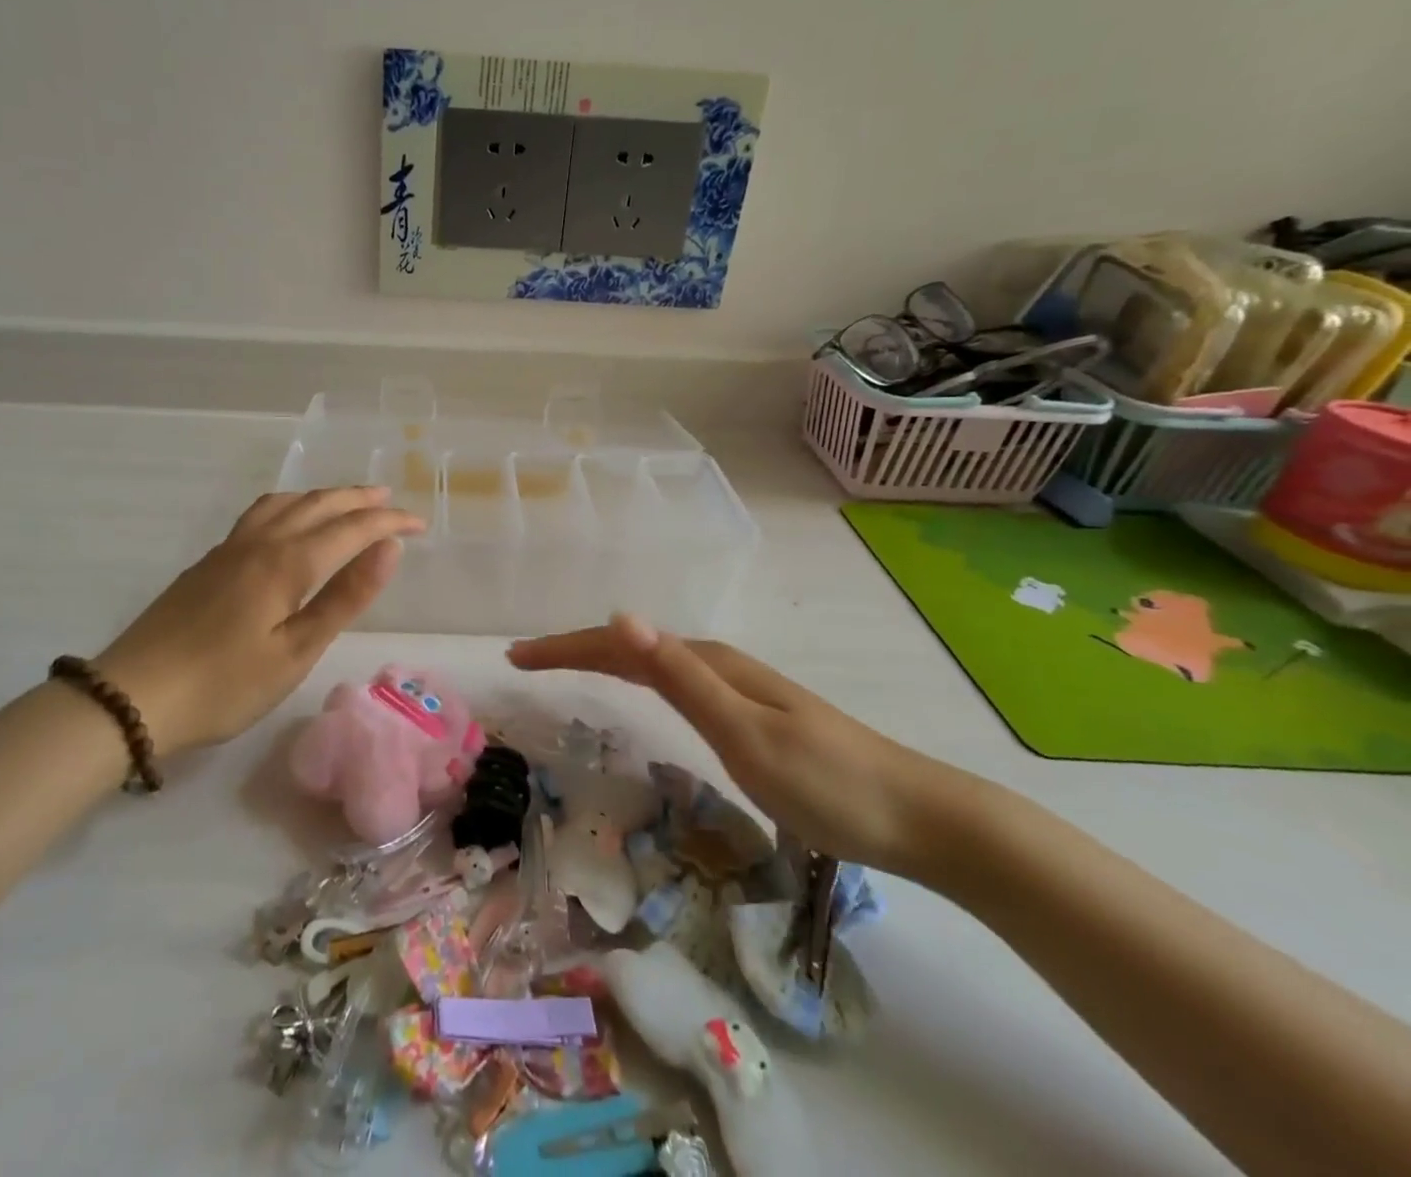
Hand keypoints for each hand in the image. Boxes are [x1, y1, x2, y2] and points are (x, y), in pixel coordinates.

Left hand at [95, 487, 422, 754]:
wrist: (132, 696)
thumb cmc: (225, 684)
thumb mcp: (296, 651)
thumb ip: (345, 596)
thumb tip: (390, 548)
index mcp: (287, 562)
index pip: (351, 528)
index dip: (389, 522)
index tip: (421, 524)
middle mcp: (261, 542)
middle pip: (318, 505)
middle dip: (359, 499)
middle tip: (391, 499)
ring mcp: (229, 548)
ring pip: (285, 503)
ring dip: (322, 496)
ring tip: (345, 500)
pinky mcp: (209, 562)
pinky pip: (261, 513)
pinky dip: (291, 505)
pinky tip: (288, 521)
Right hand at [507, 615, 963, 877]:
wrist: (920, 818)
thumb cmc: (830, 783)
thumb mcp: (746, 733)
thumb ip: (682, 677)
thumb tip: (622, 617)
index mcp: (710, 664)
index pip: (620, 645)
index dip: (566, 647)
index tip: (516, 657)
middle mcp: (718, 666)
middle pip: (632, 648)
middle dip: (575, 649)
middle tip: (525, 661)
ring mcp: (736, 689)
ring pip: (652, 663)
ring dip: (603, 660)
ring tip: (565, 667)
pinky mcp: (748, 715)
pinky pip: (673, 683)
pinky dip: (637, 680)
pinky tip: (640, 691)